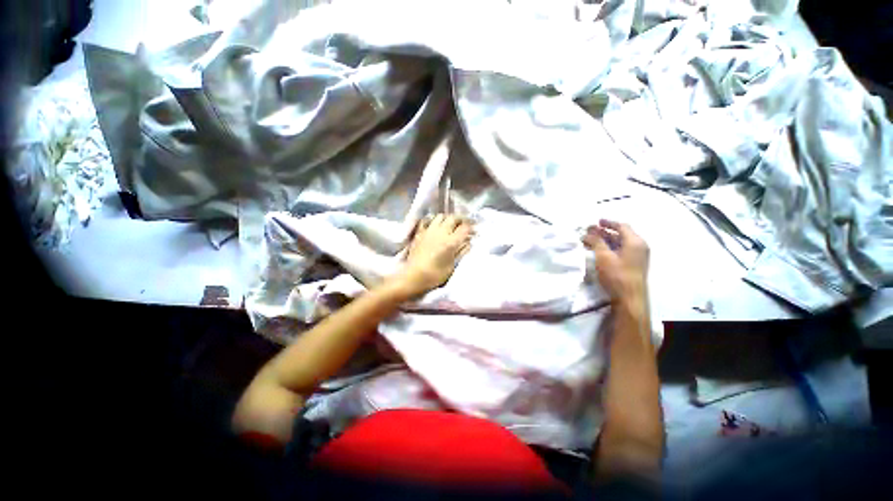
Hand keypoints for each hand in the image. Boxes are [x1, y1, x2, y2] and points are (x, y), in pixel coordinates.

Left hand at [393, 214, 473, 297]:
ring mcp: (429, 230)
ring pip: (441, 216)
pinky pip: (427, 220)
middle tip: (464, 225)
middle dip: (461, 220)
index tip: (474, 231)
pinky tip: (435, 225)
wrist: (413, 276)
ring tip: (450, 224)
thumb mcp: (453, 266)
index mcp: (451, 241)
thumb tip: (469, 242)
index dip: (471, 228)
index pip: (465, 228)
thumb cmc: (435, 275)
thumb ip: (462, 252)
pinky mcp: (420, 232)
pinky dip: (433, 220)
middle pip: (454, 218)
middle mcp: (441, 232)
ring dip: (448, 219)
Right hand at [582, 220, 648, 304]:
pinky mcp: (634, 265)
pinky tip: (599, 251)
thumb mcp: (603, 256)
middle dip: (604, 232)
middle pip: (621, 234)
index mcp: (635, 241)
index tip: (596, 222)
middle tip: (590, 231)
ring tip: (591, 241)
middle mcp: (639, 247)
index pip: (622, 226)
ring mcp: (637, 257)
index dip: (608, 223)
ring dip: (606, 240)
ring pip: (620, 243)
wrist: (629, 298)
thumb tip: (588, 232)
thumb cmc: (617, 274)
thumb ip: (596, 242)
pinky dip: (610, 248)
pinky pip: (621, 251)